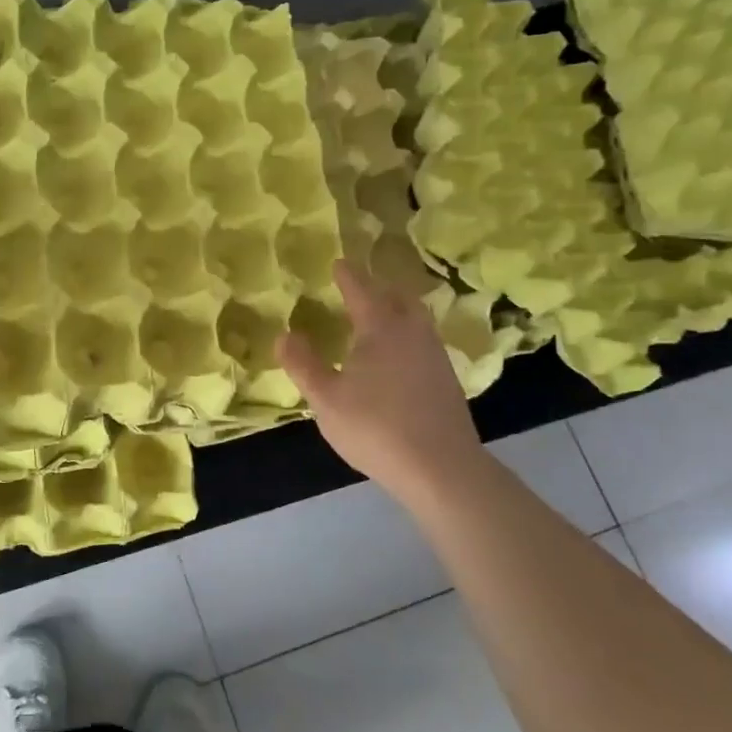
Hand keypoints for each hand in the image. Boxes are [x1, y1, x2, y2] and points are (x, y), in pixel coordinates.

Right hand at [276, 261, 484, 500]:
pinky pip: (424, 341)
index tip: (338, 263)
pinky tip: (397, 357)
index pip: (362, 290)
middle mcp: (413, 332)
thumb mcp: (326, 399)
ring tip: (378, 319)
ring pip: (416, 319)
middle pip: (398, 297)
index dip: (348, 276)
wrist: (441, 468)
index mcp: (381, 328)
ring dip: (396, 310)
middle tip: (359, 288)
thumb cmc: (376, 428)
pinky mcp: (447, 380)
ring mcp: (435, 356)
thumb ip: (303, 364)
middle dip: (378, 288)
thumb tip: (284, 335)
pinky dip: (407, 335)